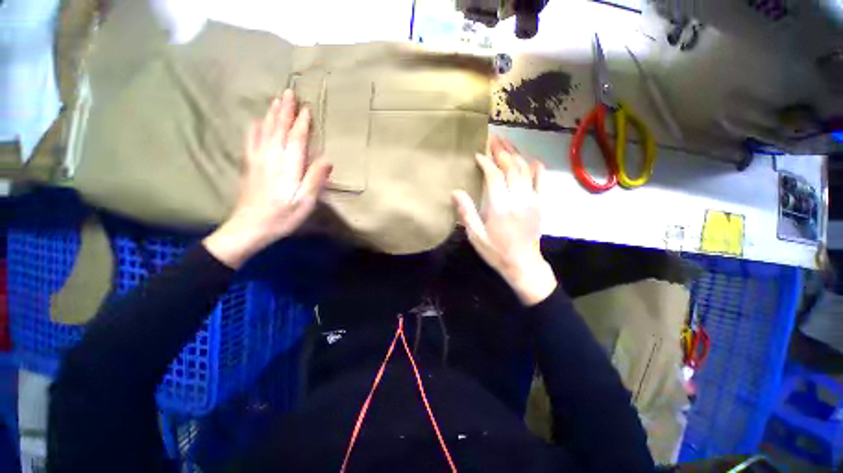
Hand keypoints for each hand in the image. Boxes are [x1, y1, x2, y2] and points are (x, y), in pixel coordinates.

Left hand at [204, 90, 331, 268]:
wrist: (249, 228)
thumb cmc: (282, 217)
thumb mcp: (306, 202)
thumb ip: (315, 180)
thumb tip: (327, 160)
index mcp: (288, 167)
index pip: (296, 139)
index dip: (301, 123)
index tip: (306, 108)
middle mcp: (271, 158)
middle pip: (278, 129)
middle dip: (284, 111)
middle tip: (288, 93)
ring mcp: (257, 161)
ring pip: (264, 131)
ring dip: (271, 114)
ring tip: (276, 100)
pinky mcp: (249, 166)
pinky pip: (251, 141)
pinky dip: (255, 128)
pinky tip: (256, 121)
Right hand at [452, 136, 556, 305]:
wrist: (523, 264)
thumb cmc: (496, 251)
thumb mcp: (476, 236)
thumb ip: (466, 213)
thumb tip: (455, 191)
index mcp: (500, 207)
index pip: (494, 175)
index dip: (486, 161)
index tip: (477, 154)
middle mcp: (518, 199)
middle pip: (511, 167)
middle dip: (501, 151)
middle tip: (492, 139)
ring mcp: (533, 200)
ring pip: (525, 169)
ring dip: (515, 154)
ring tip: (506, 143)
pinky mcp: (541, 204)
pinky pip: (541, 180)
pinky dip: (535, 167)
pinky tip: (529, 159)